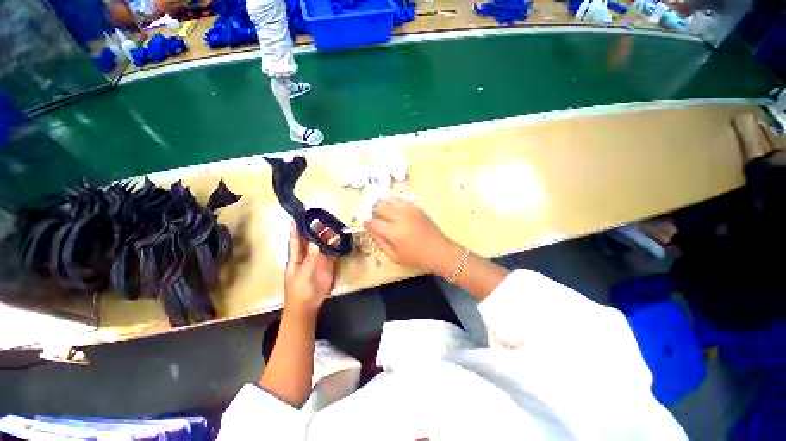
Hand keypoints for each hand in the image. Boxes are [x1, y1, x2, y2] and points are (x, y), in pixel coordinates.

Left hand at [284, 222, 336, 316]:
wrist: (308, 305)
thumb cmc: (300, 290)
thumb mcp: (304, 273)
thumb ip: (311, 258)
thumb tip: (315, 241)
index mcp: (296, 257)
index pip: (295, 240)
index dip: (295, 229)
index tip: (297, 217)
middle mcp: (307, 255)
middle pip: (311, 240)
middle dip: (315, 229)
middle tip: (323, 218)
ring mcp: (318, 260)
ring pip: (322, 245)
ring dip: (327, 237)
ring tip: (334, 226)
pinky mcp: (327, 265)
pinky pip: (332, 253)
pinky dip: (335, 247)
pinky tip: (340, 240)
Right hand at [363, 197, 462, 276]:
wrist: (439, 250)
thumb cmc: (416, 257)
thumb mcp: (395, 256)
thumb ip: (380, 242)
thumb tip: (371, 229)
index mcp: (394, 232)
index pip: (374, 222)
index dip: (367, 223)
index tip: (366, 224)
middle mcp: (400, 217)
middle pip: (380, 206)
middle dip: (375, 212)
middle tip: (378, 220)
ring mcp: (409, 210)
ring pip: (390, 200)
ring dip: (385, 206)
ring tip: (387, 215)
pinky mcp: (417, 208)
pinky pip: (401, 200)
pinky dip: (395, 204)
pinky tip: (398, 213)